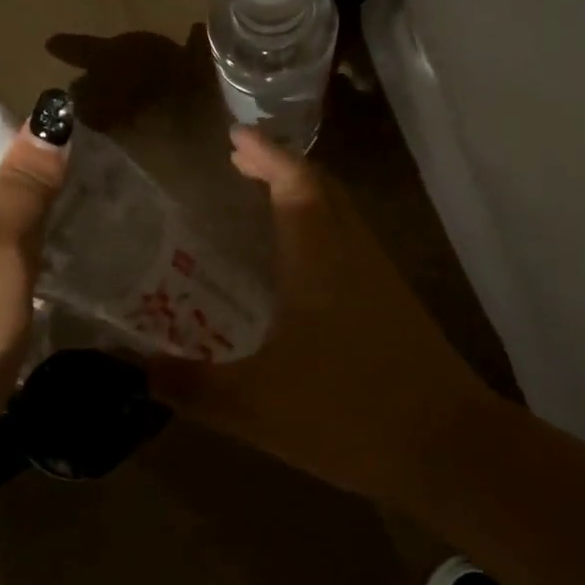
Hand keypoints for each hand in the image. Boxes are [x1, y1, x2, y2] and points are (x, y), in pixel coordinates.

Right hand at [149, 128, 488, 505]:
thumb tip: (134, 372)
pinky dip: (322, 229)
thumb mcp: (253, 406)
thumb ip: (190, 386)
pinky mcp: (397, 305)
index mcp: (318, 255)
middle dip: (281, 167)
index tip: (235, 135)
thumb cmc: (348, 413)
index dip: (265, 153)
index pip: (293, 181)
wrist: (451, 449)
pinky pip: (352, 244)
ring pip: (342, 214)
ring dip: (304, 195)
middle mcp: (352, 252)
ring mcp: (381, 277)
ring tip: (266, 200)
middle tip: (242, 162)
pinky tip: (303, 266)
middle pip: (321, 188)